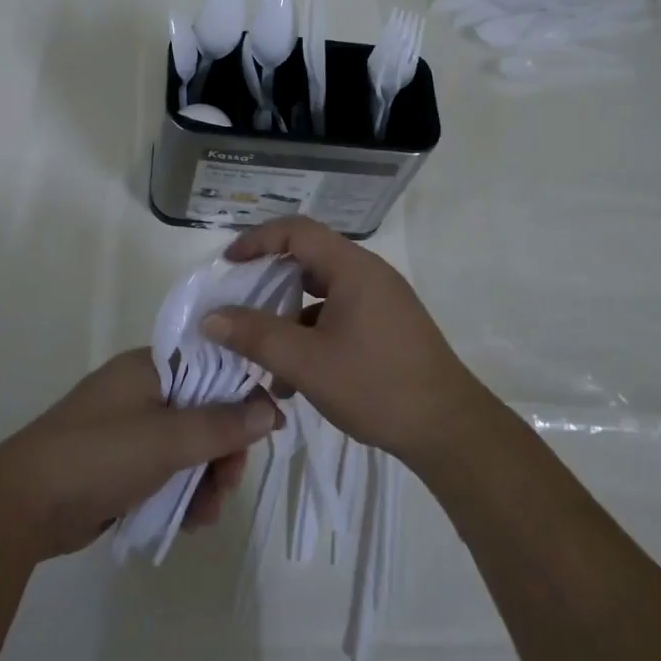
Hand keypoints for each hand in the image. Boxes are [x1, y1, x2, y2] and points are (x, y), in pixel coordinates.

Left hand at [0, 348, 278, 560]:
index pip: (212, 366)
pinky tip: (187, 522)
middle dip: (222, 452)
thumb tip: (271, 408)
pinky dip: (181, 493)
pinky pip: (166, 471)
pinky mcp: (120, 464)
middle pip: (204, 412)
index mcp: (150, 367)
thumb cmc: (100, 455)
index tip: (267, 429)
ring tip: (205, 515)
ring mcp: (129, 429)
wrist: (23, 505)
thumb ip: (223, 424)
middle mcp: (142, 391)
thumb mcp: (168, 439)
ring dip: (205, 480)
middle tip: (227, 484)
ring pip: (188, 447)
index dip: (242, 395)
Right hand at [200, 217, 489, 471]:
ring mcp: (381, 301)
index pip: (296, 231)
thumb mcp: (306, 363)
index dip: (257, 240)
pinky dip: (311, 334)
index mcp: (353, 268)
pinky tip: (295, 378)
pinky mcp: (387, 326)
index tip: (228, 265)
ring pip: (321, 293)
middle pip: (308, 259)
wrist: (448, 430)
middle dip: (268, 282)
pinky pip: (338, 315)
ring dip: (288, 317)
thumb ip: (256, 336)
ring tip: (263, 356)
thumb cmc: (376, 386)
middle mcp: (369, 275)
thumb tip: (211, 317)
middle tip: (238, 305)